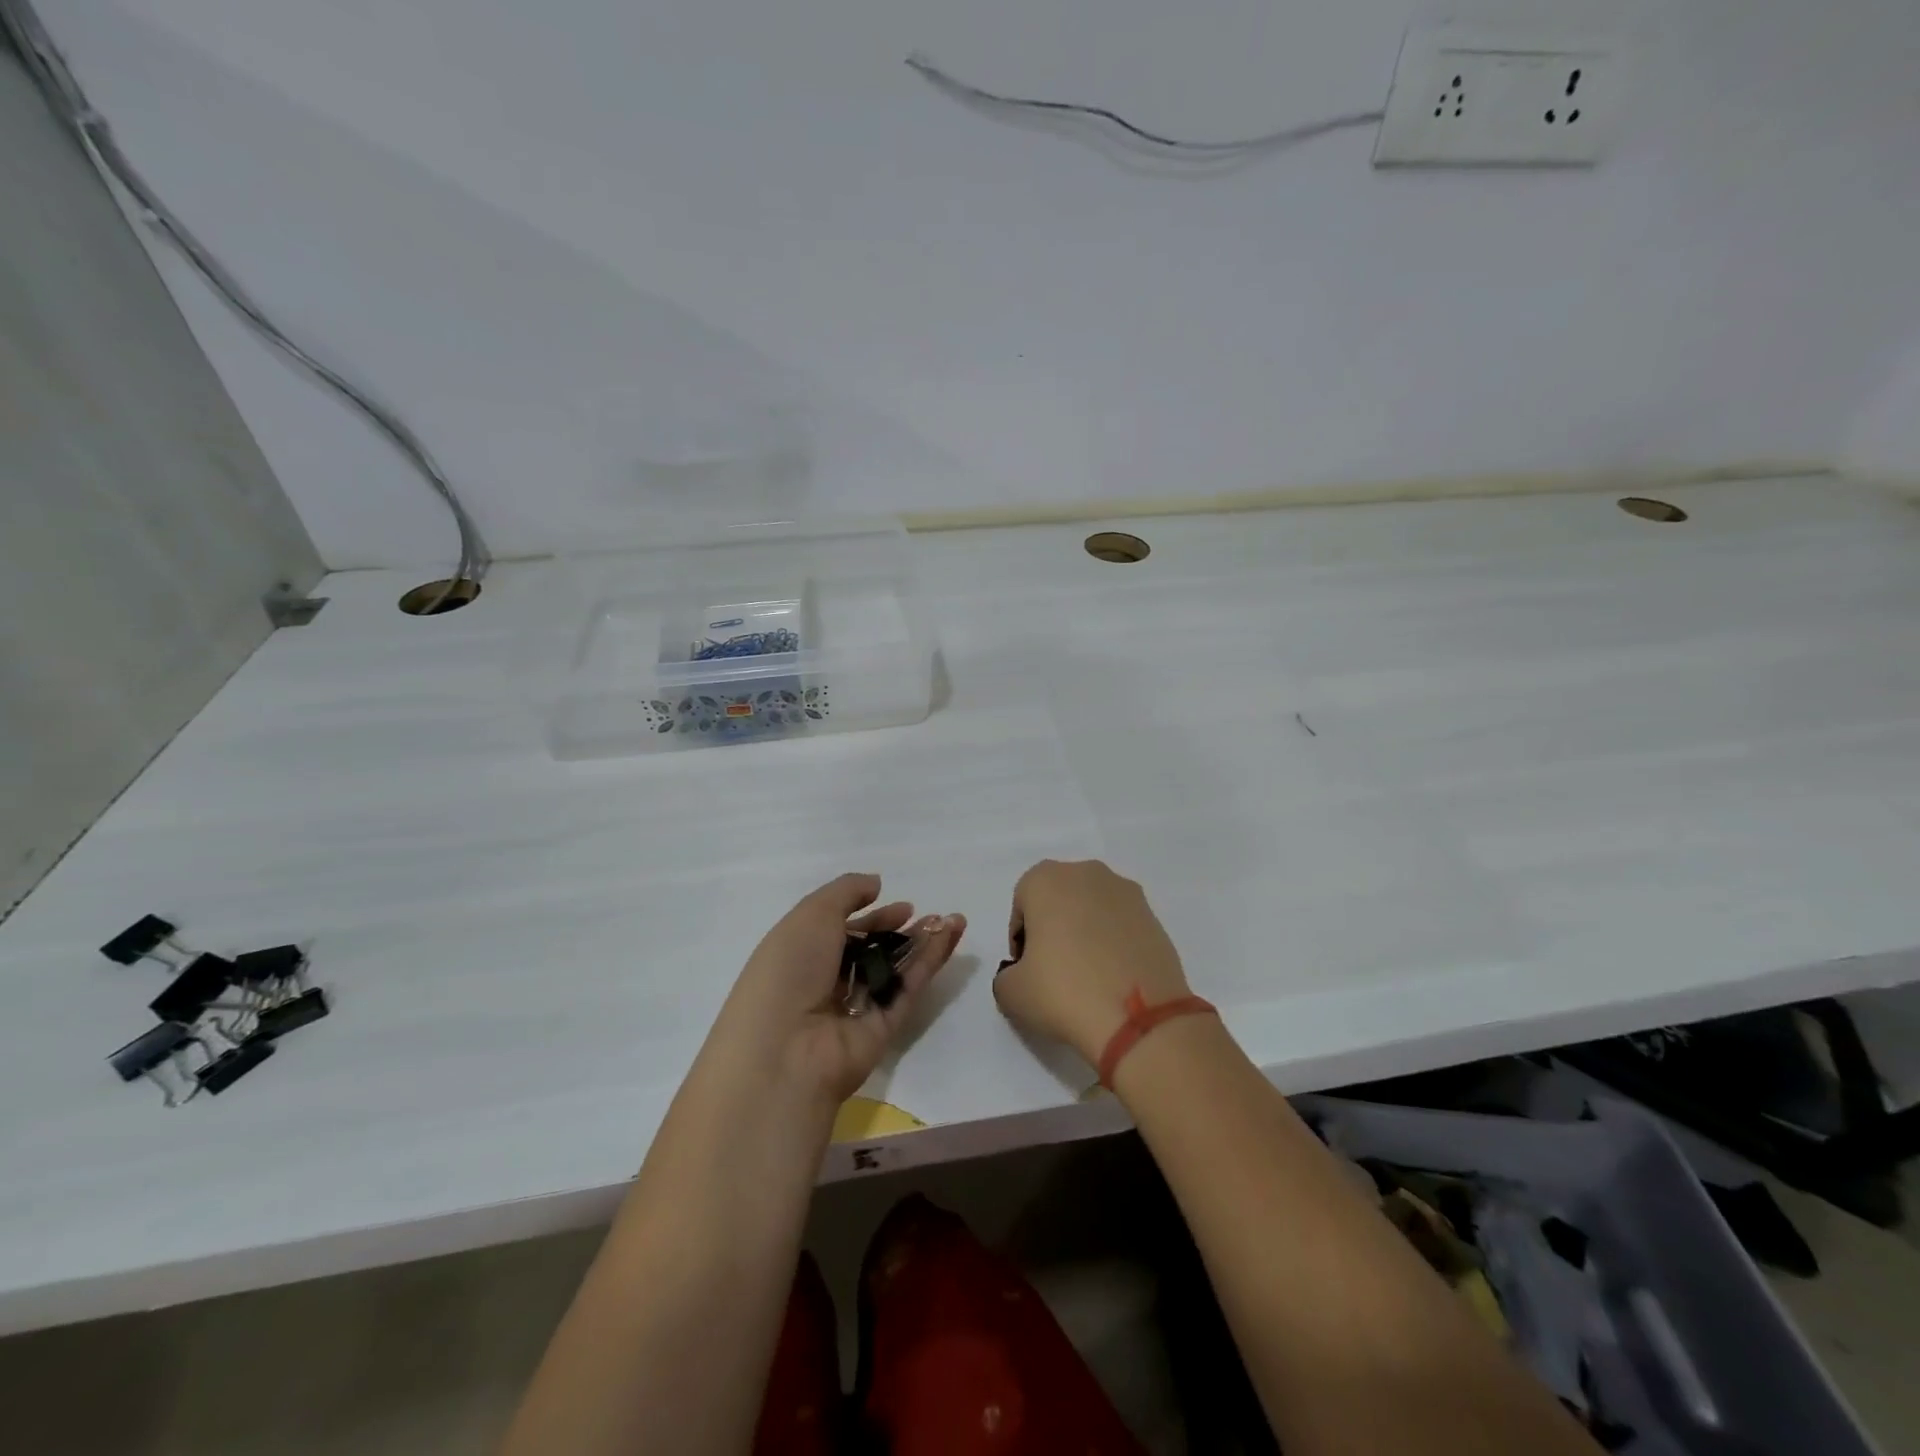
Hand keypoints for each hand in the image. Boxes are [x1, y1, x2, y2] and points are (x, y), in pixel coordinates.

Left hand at [711, 873, 966, 1106]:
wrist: (787, 1049)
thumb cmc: (790, 969)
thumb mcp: (812, 913)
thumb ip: (847, 891)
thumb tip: (876, 883)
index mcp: (802, 954)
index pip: (843, 931)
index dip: (872, 916)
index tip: (902, 906)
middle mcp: (828, 981)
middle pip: (872, 951)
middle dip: (902, 931)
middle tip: (932, 915)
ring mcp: (857, 1007)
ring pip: (896, 969)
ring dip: (924, 943)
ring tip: (954, 920)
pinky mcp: (883, 1028)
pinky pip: (908, 988)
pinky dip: (929, 962)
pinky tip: (950, 936)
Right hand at [993, 860, 1190, 1066]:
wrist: (1139, 1017)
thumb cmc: (1063, 991)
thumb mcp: (1011, 992)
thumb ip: (1006, 975)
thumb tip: (1023, 974)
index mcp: (1046, 879)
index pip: (1022, 904)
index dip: (1021, 938)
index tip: (1027, 969)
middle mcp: (1087, 873)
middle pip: (1059, 899)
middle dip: (1054, 928)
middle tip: (1054, 970)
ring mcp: (1126, 892)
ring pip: (1093, 909)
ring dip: (1086, 933)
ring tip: (1088, 976)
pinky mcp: (1154, 916)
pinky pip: (1121, 925)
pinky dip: (1114, 943)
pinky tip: (1114, 978)